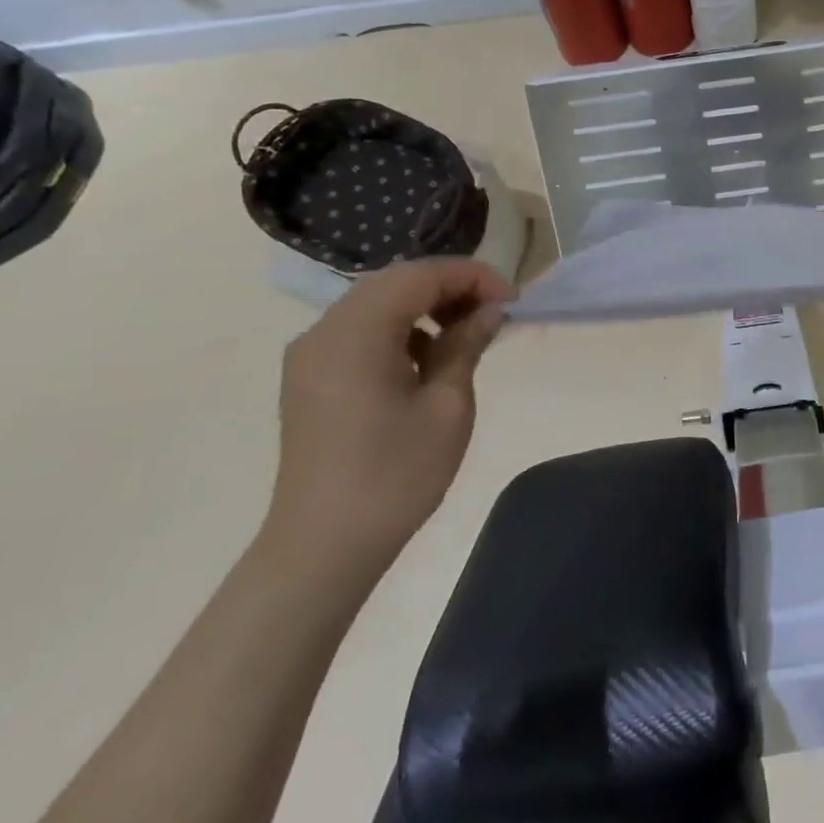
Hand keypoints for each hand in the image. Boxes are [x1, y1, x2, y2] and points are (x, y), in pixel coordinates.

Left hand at [267, 259, 514, 582]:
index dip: (472, 277)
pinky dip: (399, 329)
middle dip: (450, 287)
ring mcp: (311, 355)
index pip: (420, 276)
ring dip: (425, 307)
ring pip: (376, 303)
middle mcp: (324, 331)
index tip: (513, 300)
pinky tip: (427, 359)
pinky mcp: (310, 378)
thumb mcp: (448, 405)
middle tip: (494, 311)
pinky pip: (360, 331)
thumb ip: (467, 344)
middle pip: (395, 282)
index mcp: (355, 332)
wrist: (323, 546)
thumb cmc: (395, 474)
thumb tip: (489, 310)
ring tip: (466, 334)